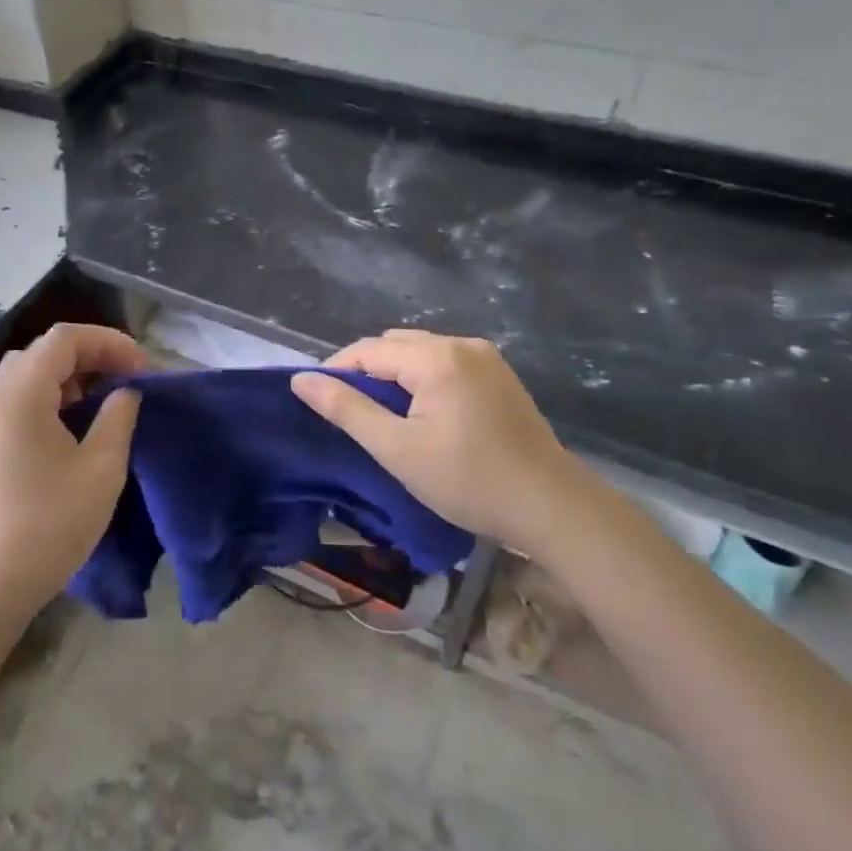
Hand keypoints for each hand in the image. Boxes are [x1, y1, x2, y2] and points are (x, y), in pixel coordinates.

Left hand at [0, 324, 146, 619]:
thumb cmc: (51, 522)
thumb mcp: (102, 467)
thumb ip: (119, 416)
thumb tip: (126, 391)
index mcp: (22, 392)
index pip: (66, 338)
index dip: (110, 342)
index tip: (143, 370)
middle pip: (45, 349)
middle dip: (92, 354)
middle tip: (128, 379)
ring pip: (29, 372)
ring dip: (71, 374)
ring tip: (105, 398)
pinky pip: (19, 397)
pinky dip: (51, 394)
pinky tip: (75, 424)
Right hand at [292, 330, 606, 560]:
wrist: (550, 505)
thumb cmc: (468, 480)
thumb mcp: (397, 449)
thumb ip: (346, 409)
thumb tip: (301, 380)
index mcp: (436, 358)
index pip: (367, 349)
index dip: (336, 371)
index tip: (319, 402)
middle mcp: (461, 344)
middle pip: (394, 345)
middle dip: (366, 372)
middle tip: (353, 415)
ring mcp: (485, 357)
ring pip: (420, 352)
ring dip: (395, 375)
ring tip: (384, 416)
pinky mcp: (499, 374)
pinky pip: (445, 362)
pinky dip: (423, 379)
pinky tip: (423, 413)